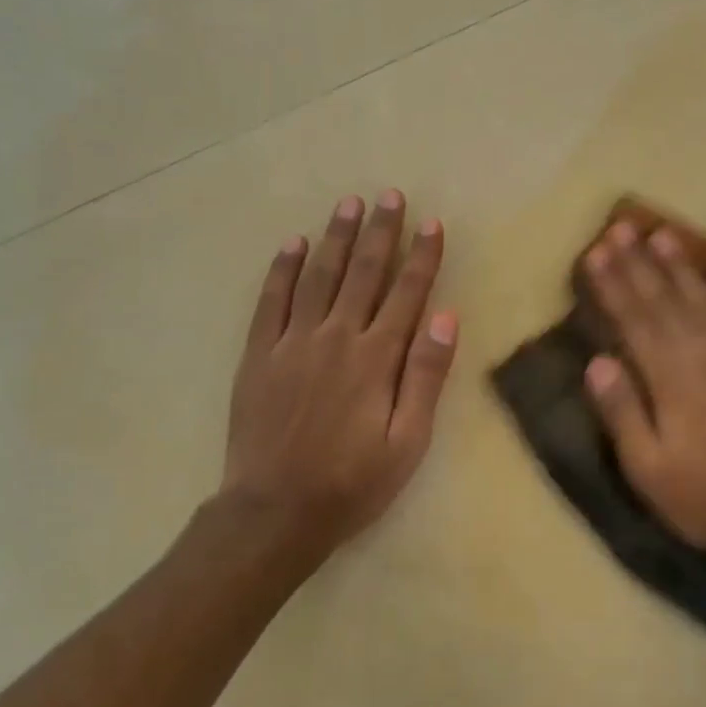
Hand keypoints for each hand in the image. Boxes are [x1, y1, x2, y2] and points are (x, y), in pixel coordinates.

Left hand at [221, 190, 456, 563]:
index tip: (432, 223)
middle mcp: (336, 337)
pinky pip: (272, 301)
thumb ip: (426, 376)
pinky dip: (282, 269)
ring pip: (319, 276)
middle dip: (381, 232)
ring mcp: (293, 342)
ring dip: (336, 238)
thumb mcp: (407, 441)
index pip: (407, 294)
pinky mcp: (260, 355)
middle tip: (390, 195)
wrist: (275, 511)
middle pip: (363, 273)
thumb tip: (445, 317)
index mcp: (376, 358)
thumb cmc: (352, 482)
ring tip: (349, 204)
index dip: (422, 257)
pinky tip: (293, 243)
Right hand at [584, 222, 705, 555]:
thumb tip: (596, 361)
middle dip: (639, 263)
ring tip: (664, 234)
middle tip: (621, 228)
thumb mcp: (647, 466)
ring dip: (682, 267)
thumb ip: (622, 411)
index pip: (633, 321)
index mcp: (668, 378)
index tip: (596, 253)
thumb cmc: (703, 496)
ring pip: (705, 301)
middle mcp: (702, 355)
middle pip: (664, 301)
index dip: (613, 285)